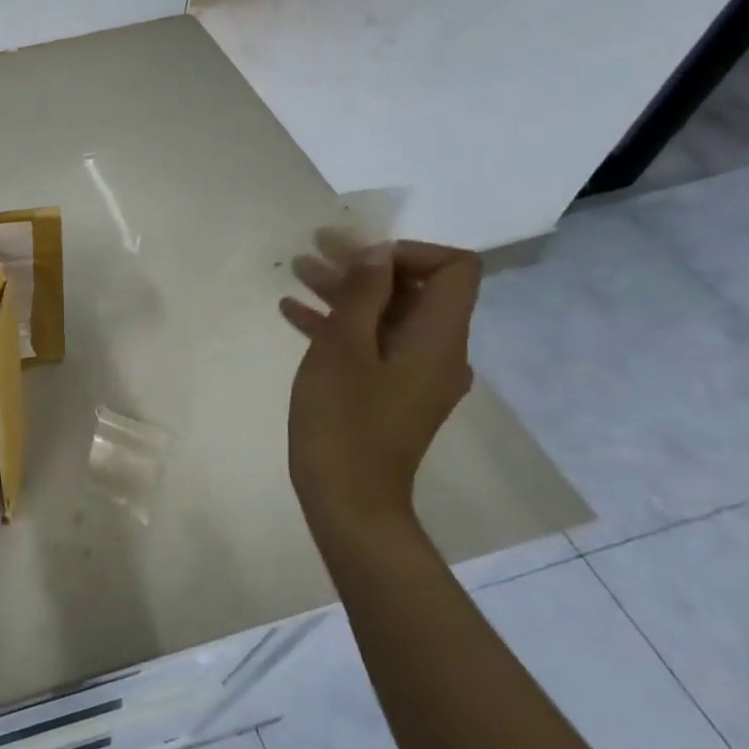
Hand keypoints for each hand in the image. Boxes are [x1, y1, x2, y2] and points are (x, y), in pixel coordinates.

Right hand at [279, 238, 481, 527]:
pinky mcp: (390, 392)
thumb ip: (363, 295)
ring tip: (298, 271)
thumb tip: (378, 254)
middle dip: (365, 265)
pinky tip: (293, 312)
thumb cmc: (343, 420)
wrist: (348, 500)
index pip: (454, 268)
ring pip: (387, 315)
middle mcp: (438, 351)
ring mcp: (414, 374)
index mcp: (438, 338)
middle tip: (316, 248)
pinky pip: (372, 344)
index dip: (409, 251)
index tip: (359, 257)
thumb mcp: (343, 348)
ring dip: (345, 291)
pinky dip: (339, 324)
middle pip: (415, 289)